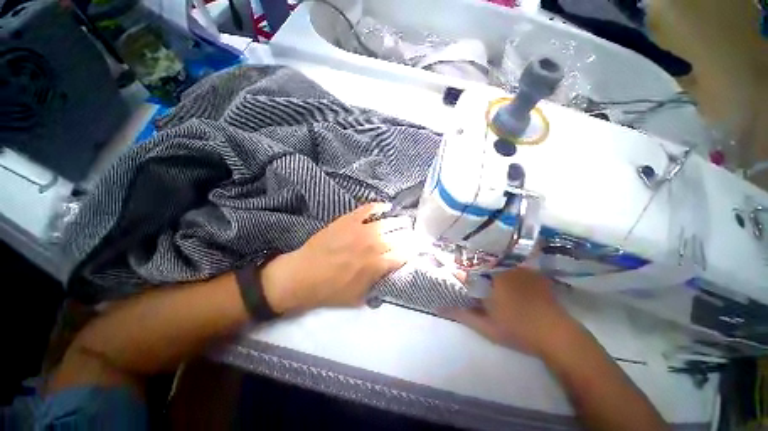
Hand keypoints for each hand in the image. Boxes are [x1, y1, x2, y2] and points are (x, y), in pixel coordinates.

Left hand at [261, 203, 413, 312]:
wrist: (303, 275)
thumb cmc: (330, 290)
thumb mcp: (359, 297)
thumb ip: (378, 285)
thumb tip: (390, 274)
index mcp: (377, 265)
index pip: (403, 255)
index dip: (413, 252)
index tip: (417, 249)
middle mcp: (374, 245)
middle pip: (400, 237)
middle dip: (410, 236)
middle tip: (413, 235)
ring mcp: (361, 230)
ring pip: (388, 222)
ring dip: (400, 221)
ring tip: (405, 221)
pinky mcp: (349, 220)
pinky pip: (368, 209)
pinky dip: (379, 206)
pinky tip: (386, 206)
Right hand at [443, 267, 581, 355]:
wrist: (557, 336)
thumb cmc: (518, 330)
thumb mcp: (486, 326)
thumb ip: (462, 315)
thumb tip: (438, 307)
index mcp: (491, 277)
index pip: (468, 262)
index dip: (458, 261)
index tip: (448, 259)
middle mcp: (505, 267)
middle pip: (483, 256)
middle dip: (471, 256)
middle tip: (461, 257)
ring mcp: (521, 268)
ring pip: (498, 256)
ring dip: (487, 256)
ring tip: (477, 256)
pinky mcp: (533, 272)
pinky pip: (514, 260)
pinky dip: (504, 260)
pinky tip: (501, 263)